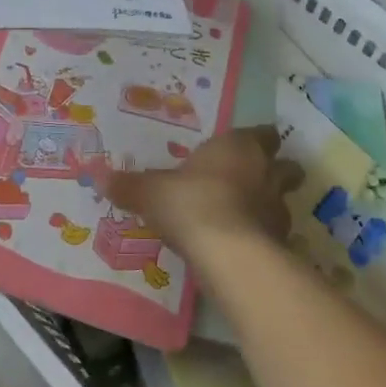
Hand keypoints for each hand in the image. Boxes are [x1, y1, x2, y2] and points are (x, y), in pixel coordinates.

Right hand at [105, 126, 301, 255]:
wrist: (227, 253)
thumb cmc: (191, 203)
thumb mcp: (151, 192)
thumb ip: (129, 185)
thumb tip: (98, 176)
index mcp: (240, 147)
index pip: (263, 133)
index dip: (256, 139)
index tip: (243, 147)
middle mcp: (266, 172)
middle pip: (287, 165)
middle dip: (276, 170)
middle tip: (253, 179)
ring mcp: (279, 209)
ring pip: (285, 200)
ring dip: (270, 205)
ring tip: (246, 216)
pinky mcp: (281, 242)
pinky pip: (276, 234)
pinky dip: (264, 237)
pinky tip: (244, 245)